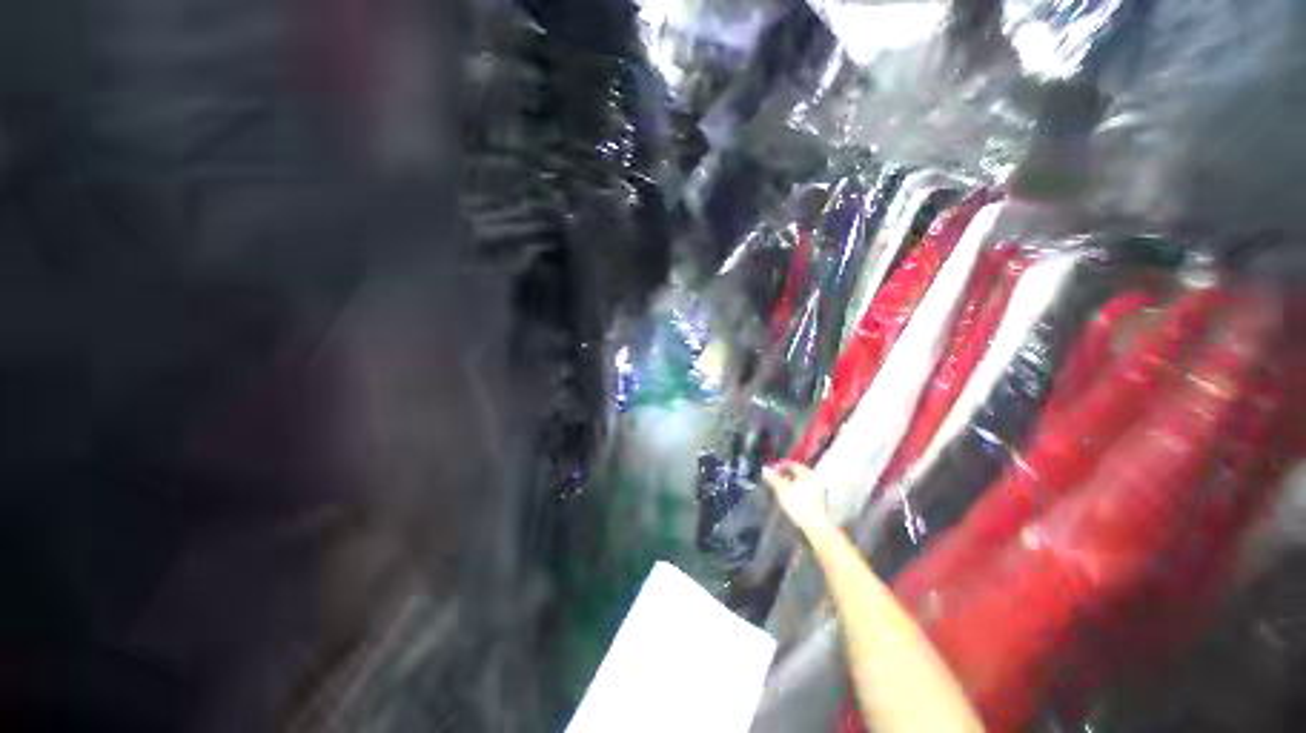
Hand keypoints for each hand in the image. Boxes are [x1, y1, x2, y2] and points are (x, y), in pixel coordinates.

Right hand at [762, 461, 833, 537]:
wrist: (814, 525)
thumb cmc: (798, 505)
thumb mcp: (782, 490)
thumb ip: (773, 478)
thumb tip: (765, 468)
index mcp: (806, 474)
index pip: (792, 464)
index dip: (781, 465)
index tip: (773, 469)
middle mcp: (813, 478)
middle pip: (797, 471)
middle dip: (786, 473)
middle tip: (776, 477)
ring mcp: (817, 488)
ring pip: (801, 480)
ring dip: (790, 480)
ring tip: (781, 485)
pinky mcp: (817, 498)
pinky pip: (805, 487)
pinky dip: (796, 487)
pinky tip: (790, 493)